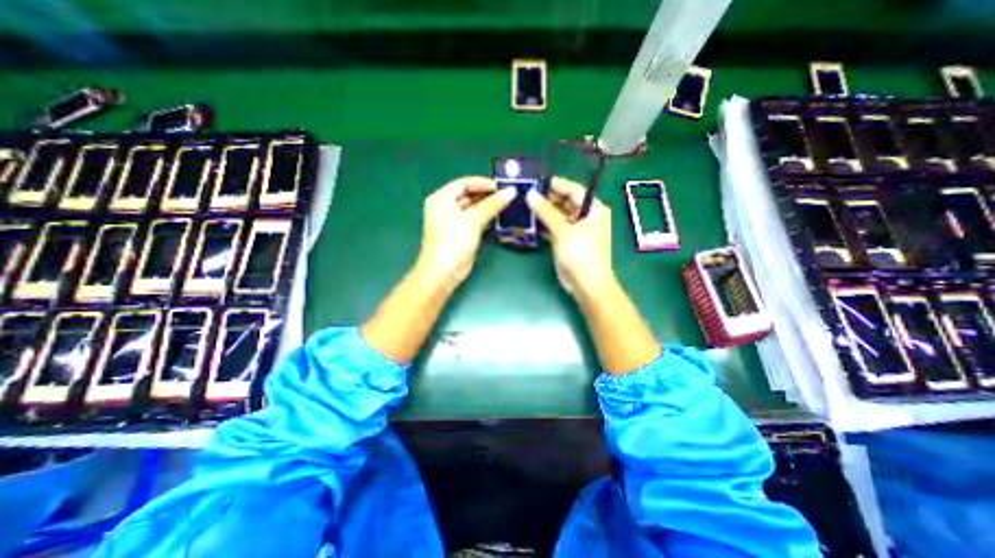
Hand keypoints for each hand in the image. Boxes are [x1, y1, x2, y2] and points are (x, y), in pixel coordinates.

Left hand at [417, 175, 515, 287]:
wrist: (444, 274)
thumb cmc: (452, 244)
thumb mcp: (471, 222)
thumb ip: (491, 205)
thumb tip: (511, 191)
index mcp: (441, 199)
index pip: (464, 184)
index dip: (483, 183)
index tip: (502, 186)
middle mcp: (446, 207)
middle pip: (469, 195)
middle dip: (488, 195)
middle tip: (509, 194)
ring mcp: (455, 221)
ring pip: (475, 208)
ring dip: (490, 206)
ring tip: (509, 203)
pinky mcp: (463, 233)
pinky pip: (477, 220)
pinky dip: (488, 217)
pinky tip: (502, 216)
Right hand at [527, 177, 615, 297]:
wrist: (587, 285)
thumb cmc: (580, 255)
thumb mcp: (563, 231)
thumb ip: (546, 212)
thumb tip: (530, 194)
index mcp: (593, 209)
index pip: (574, 190)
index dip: (556, 184)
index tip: (536, 181)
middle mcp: (587, 216)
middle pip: (566, 202)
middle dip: (547, 198)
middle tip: (526, 193)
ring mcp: (578, 229)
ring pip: (559, 215)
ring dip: (544, 211)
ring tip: (525, 205)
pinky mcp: (569, 241)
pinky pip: (556, 227)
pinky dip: (545, 224)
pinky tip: (531, 221)